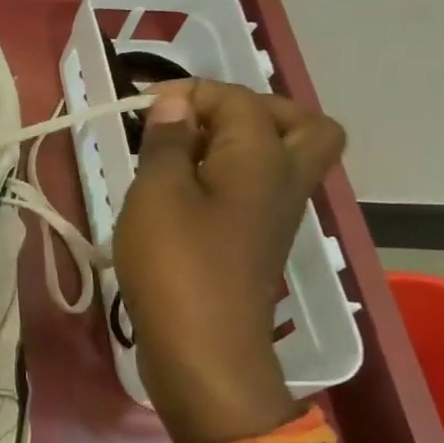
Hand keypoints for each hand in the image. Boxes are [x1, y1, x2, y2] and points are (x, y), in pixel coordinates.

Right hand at [113, 80, 345, 442]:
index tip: (142, 105)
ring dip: (240, 144)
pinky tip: (182, 193)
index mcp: (263, 158)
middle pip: (301, 126)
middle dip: (252, 110)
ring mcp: (275, 216)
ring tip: (183, 154)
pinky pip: (259, 191)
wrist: (203, 350)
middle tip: (200, 120)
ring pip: (283, 160)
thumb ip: (169, 141)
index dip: (192, 92)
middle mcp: (284, 181)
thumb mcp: (157, 193)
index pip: (240, 100)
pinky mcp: (257, 244)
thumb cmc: (176, 264)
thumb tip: (176, 102)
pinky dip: (229, 177)